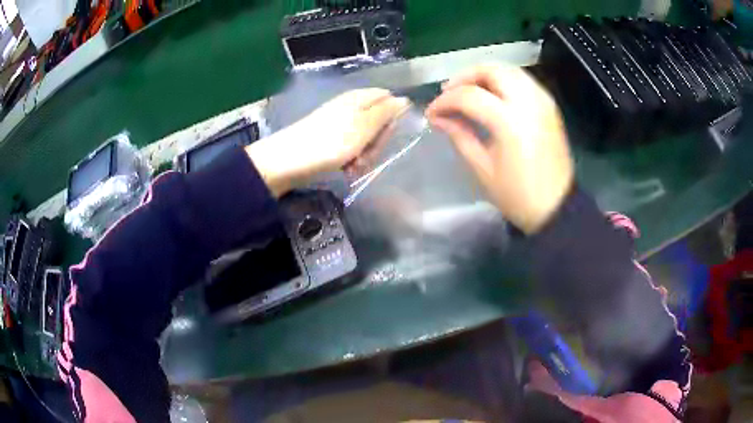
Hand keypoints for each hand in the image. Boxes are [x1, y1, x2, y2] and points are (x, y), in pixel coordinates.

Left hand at [247, 89, 409, 195]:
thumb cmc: (330, 143)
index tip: (387, 135)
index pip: (390, 101)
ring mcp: (340, 123)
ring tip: (353, 166)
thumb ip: (386, 112)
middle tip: (367, 155)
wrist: (288, 161)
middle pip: (379, 121)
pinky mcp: (330, 138)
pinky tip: (345, 169)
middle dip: (377, 142)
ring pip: (366, 138)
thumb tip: (404, 99)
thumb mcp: (364, 126)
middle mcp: (351, 106)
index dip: (393, 119)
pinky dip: (351, 159)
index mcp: (360, 99)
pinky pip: (351, 147)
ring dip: (365, 155)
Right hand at [426, 65, 573, 233]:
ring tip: (468, 91)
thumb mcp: (483, 169)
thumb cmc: (518, 196)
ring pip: (509, 70)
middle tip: (448, 92)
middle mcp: (528, 102)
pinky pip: (522, 80)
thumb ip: (460, 135)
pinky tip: (493, 95)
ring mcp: (542, 101)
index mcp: (510, 122)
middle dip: (464, 77)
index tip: (432, 113)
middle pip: (491, 70)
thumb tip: (438, 118)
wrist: (557, 207)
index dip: (444, 101)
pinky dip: (503, 80)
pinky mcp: (550, 106)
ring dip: (484, 75)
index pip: (469, 96)